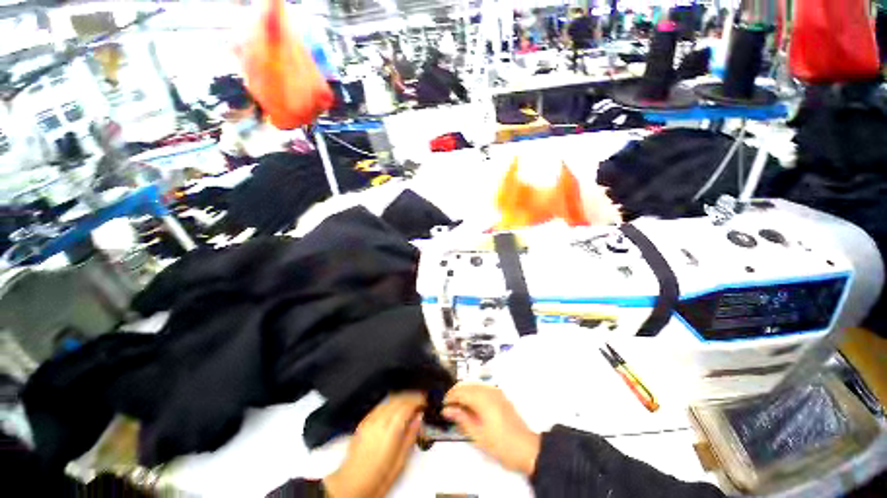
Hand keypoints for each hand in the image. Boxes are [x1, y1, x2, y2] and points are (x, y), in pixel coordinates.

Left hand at [324, 393, 425, 497]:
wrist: (350, 486)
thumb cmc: (378, 478)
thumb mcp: (400, 462)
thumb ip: (410, 436)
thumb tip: (419, 417)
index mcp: (390, 430)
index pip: (407, 405)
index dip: (418, 400)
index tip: (426, 401)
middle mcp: (379, 420)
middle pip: (398, 399)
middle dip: (411, 396)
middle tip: (421, 400)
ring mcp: (369, 420)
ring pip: (389, 400)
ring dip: (401, 398)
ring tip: (410, 403)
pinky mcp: (363, 422)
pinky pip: (380, 405)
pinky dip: (391, 403)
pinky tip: (395, 409)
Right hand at [442, 383, 540, 476]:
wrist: (527, 448)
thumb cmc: (501, 444)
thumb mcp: (478, 435)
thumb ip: (462, 419)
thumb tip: (447, 410)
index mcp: (482, 398)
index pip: (460, 391)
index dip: (450, 398)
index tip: (443, 407)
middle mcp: (488, 390)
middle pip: (467, 385)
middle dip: (456, 393)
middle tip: (449, 408)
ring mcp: (495, 391)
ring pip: (474, 384)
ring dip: (464, 392)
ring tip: (458, 408)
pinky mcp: (500, 395)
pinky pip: (482, 388)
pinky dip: (473, 393)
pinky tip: (471, 406)